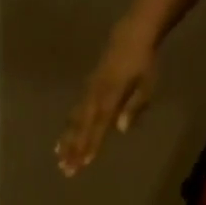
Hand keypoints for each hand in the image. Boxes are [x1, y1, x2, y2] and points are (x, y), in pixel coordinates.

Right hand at [56, 22, 158, 175]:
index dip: (92, 143)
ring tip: (59, 159)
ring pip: (75, 121)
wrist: (131, 35)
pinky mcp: (86, 90)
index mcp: (111, 95)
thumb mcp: (147, 83)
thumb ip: (134, 106)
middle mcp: (96, 95)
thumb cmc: (143, 63)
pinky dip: (68, 128)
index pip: (100, 124)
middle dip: (74, 149)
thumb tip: (121, 129)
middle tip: (66, 169)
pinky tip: (61, 141)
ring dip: (67, 141)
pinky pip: (74, 112)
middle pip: (83, 126)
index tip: (85, 162)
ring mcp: (89, 92)